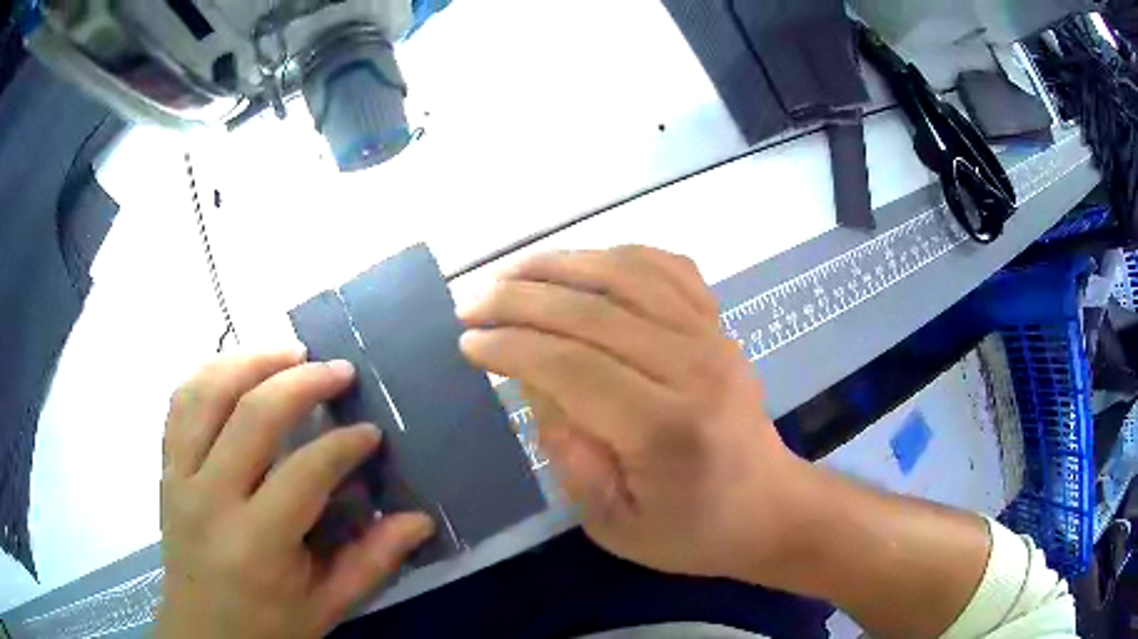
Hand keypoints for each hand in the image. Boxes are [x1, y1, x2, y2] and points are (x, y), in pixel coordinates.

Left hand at [158, 351, 433, 638]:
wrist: (203, 634)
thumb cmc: (268, 626)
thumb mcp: (327, 606)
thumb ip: (372, 562)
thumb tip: (419, 520)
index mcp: (257, 542)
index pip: (304, 472)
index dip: (343, 445)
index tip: (370, 433)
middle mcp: (211, 498)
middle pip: (252, 415)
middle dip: (302, 382)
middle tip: (338, 370)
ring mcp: (180, 476)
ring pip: (207, 393)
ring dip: (250, 361)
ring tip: (288, 353)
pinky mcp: (165, 468)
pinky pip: (180, 403)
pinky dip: (208, 374)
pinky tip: (236, 370)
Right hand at [459, 246, 815, 581]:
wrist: (768, 507)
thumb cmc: (691, 530)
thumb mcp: (614, 524)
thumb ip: (569, 458)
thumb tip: (533, 384)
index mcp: (665, 427)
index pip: (571, 365)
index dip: (511, 347)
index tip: (468, 343)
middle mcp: (692, 366)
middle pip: (592, 311)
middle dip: (519, 298)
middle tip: (471, 302)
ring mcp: (712, 336)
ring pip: (627, 273)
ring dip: (560, 264)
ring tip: (512, 272)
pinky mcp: (719, 324)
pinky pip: (668, 267)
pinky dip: (619, 255)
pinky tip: (585, 263)